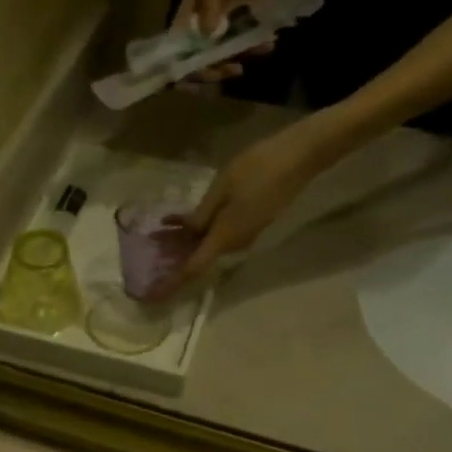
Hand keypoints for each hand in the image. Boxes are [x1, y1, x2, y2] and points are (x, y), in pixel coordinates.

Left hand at [162, 118, 343, 294]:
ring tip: (159, 234)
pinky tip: (181, 221)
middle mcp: (236, 243)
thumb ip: (202, 215)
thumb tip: (187, 236)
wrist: (303, 155)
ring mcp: (246, 234)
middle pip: (199, 260)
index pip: (193, 269)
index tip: (153, 296)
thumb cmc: (259, 167)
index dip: (171, 284)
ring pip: (208, 246)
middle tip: (148, 255)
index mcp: (225, 237)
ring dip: (184, 244)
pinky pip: (219, 235)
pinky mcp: (251, 223)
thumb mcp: (222, 187)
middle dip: (173, 260)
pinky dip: (199, 232)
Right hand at [172, 0, 277, 81]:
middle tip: (236, 68)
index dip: (185, 71)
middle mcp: (194, 37)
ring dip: (237, 61)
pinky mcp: (235, 35)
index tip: (205, 74)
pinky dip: (252, 50)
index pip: (175, 58)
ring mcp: (215, 38)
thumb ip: (208, 7)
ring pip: (219, 62)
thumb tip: (209, 35)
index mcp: (182, 26)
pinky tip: (267, 44)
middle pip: (197, 66)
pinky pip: (239, 50)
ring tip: (258, 51)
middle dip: (215, 71)